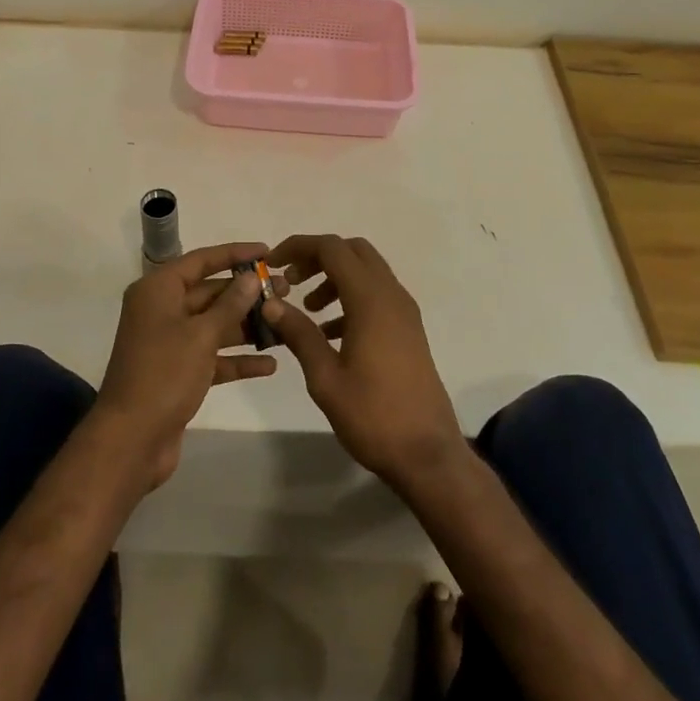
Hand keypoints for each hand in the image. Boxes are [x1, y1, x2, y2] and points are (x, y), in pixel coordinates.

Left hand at [96, 242, 276, 487]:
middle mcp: (162, 310)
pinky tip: (270, 364)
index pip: (202, 260)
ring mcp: (170, 342)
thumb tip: (250, 277)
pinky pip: (213, 356)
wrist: (130, 442)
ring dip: (247, 326)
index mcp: (158, 290)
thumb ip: (230, 304)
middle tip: (286, 291)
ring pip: (214, 325)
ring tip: (286, 324)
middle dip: (247, 294)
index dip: (235, 254)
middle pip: (210, 293)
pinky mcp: (178, 372)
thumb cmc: (163, 375)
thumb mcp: (201, 335)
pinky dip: (237, 359)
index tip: (268, 252)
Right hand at [261, 235, 466, 490]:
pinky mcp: (409, 329)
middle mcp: (391, 295)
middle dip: (318, 257)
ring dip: (335, 277)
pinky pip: (377, 295)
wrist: (428, 454)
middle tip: (291, 281)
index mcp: (370, 299)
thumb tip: (272, 303)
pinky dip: (351, 297)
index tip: (272, 263)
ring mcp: (404, 311)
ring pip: (366, 271)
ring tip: (308, 309)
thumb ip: (299, 334)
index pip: (331, 248)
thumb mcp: (325, 377)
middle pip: (352, 251)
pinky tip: (331, 333)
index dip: (299, 246)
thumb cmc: (373, 415)